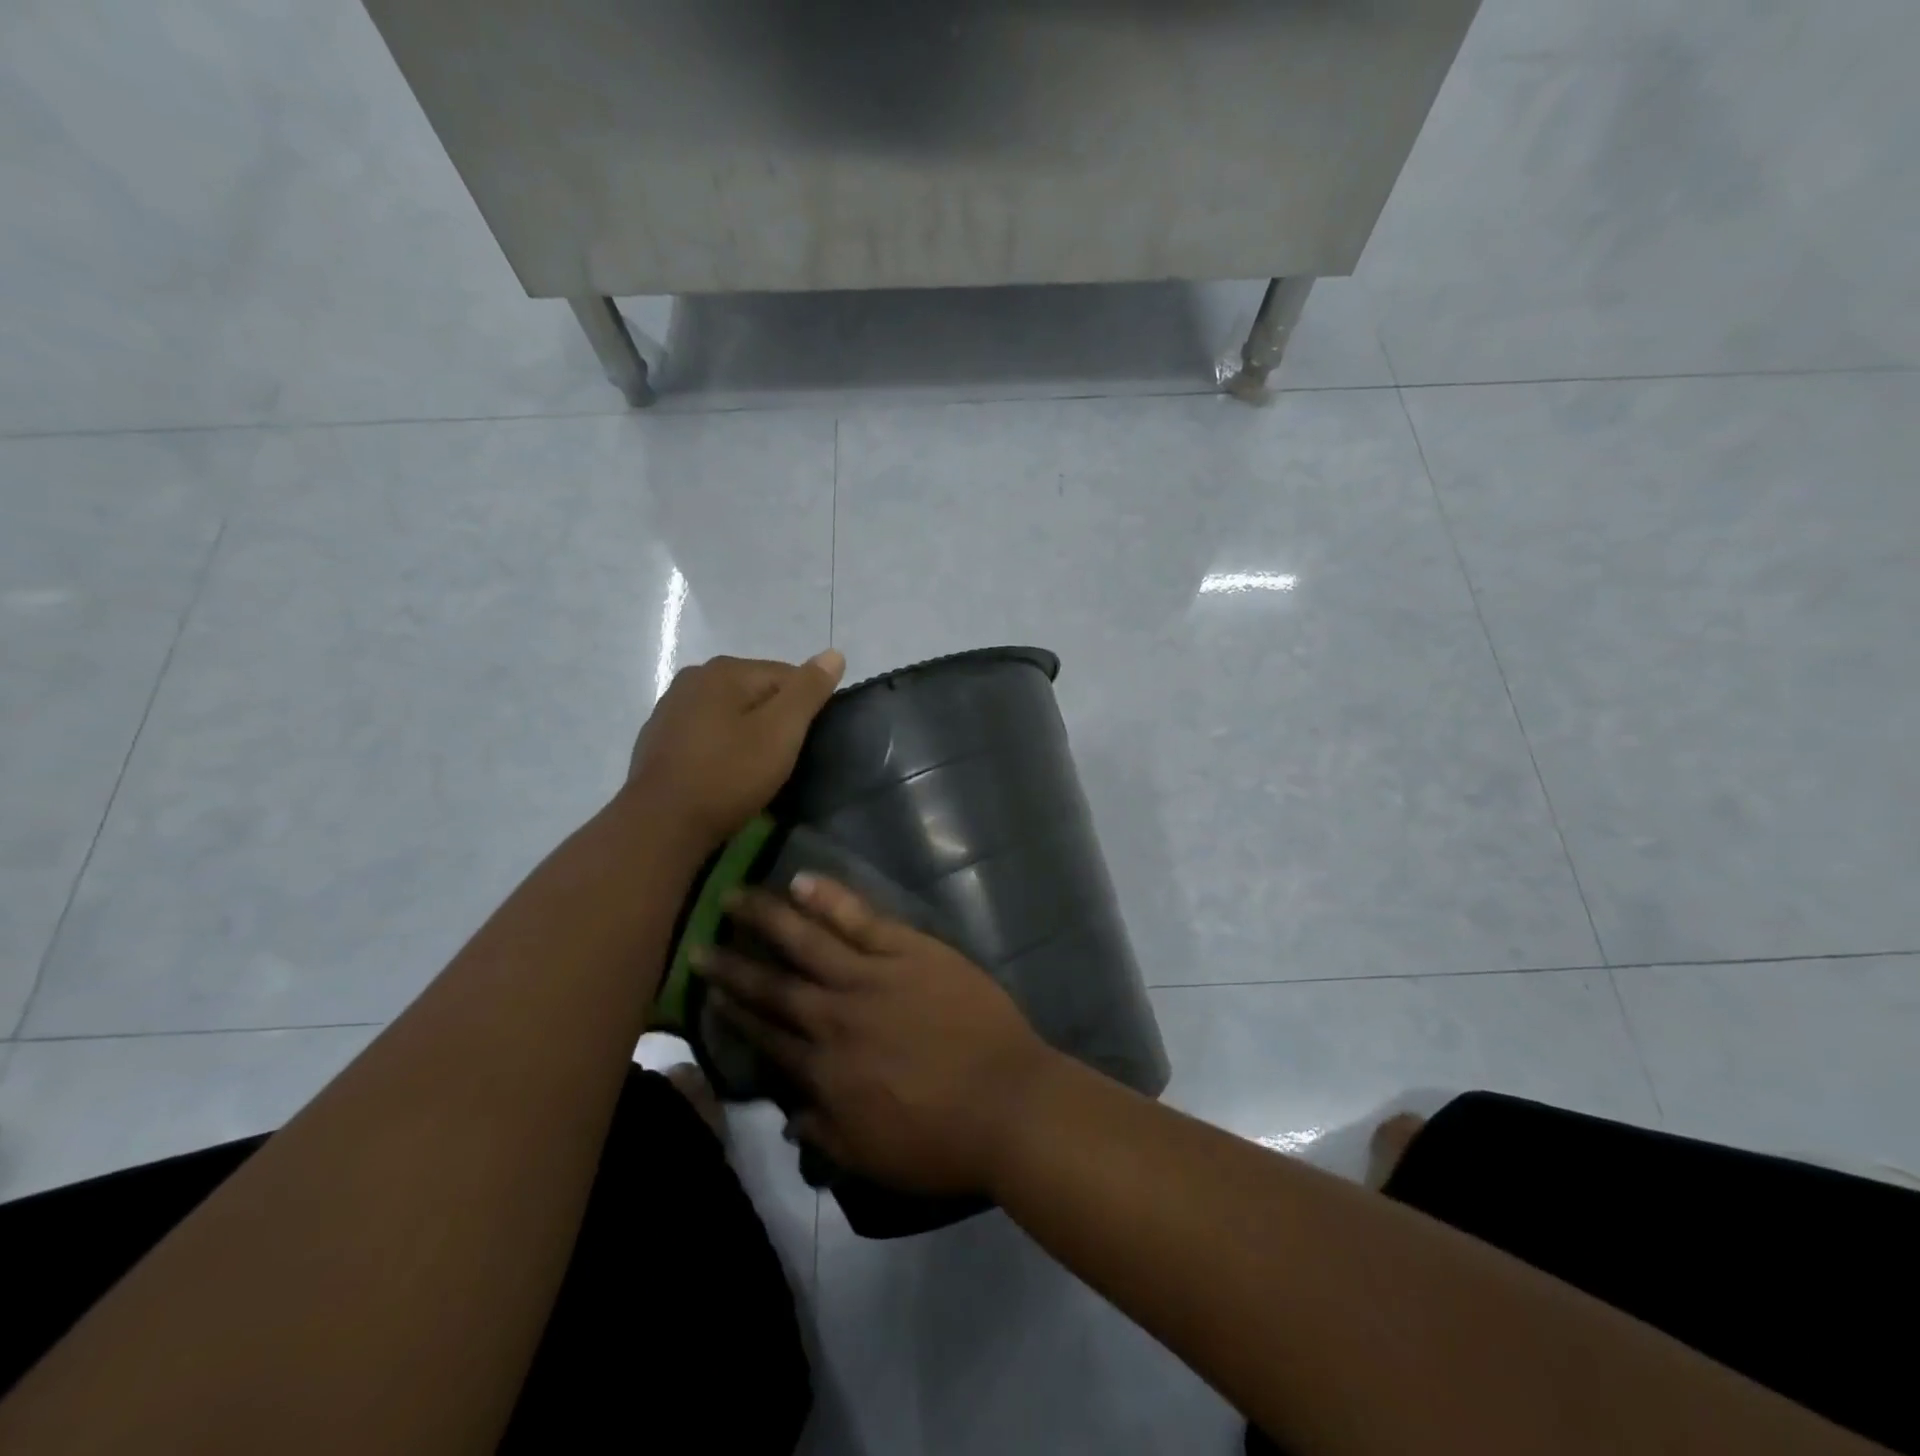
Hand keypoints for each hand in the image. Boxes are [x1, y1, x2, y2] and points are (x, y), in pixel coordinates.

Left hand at [626, 651, 844, 848]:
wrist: (662, 824)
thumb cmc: (728, 774)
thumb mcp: (781, 732)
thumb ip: (808, 690)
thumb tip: (834, 654)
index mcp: (725, 669)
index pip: (787, 676)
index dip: (805, 710)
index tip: (804, 744)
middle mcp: (694, 677)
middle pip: (756, 692)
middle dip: (775, 721)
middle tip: (783, 760)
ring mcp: (671, 707)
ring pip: (730, 713)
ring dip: (747, 733)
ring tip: (755, 770)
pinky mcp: (659, 738)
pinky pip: (706, 733)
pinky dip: (721, 747)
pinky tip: (724, 773)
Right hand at [698, 875, 1062, 1195]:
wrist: (1005, 1102)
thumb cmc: (942, 1139)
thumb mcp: (871, 1157)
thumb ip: (824, 1133)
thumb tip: (789, 1113)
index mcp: (825, 1070)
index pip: (768, 1037)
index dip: (735, 1015)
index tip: (708, 994)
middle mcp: (835, 1017)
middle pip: (775, 986)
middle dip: (734, 966)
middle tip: (699, 942)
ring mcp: (871, 977)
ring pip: (808, 942)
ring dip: (767, 919)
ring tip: (735, 896)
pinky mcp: (908, 950)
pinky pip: (861, 919)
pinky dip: (830, 899)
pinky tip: (802, 880)